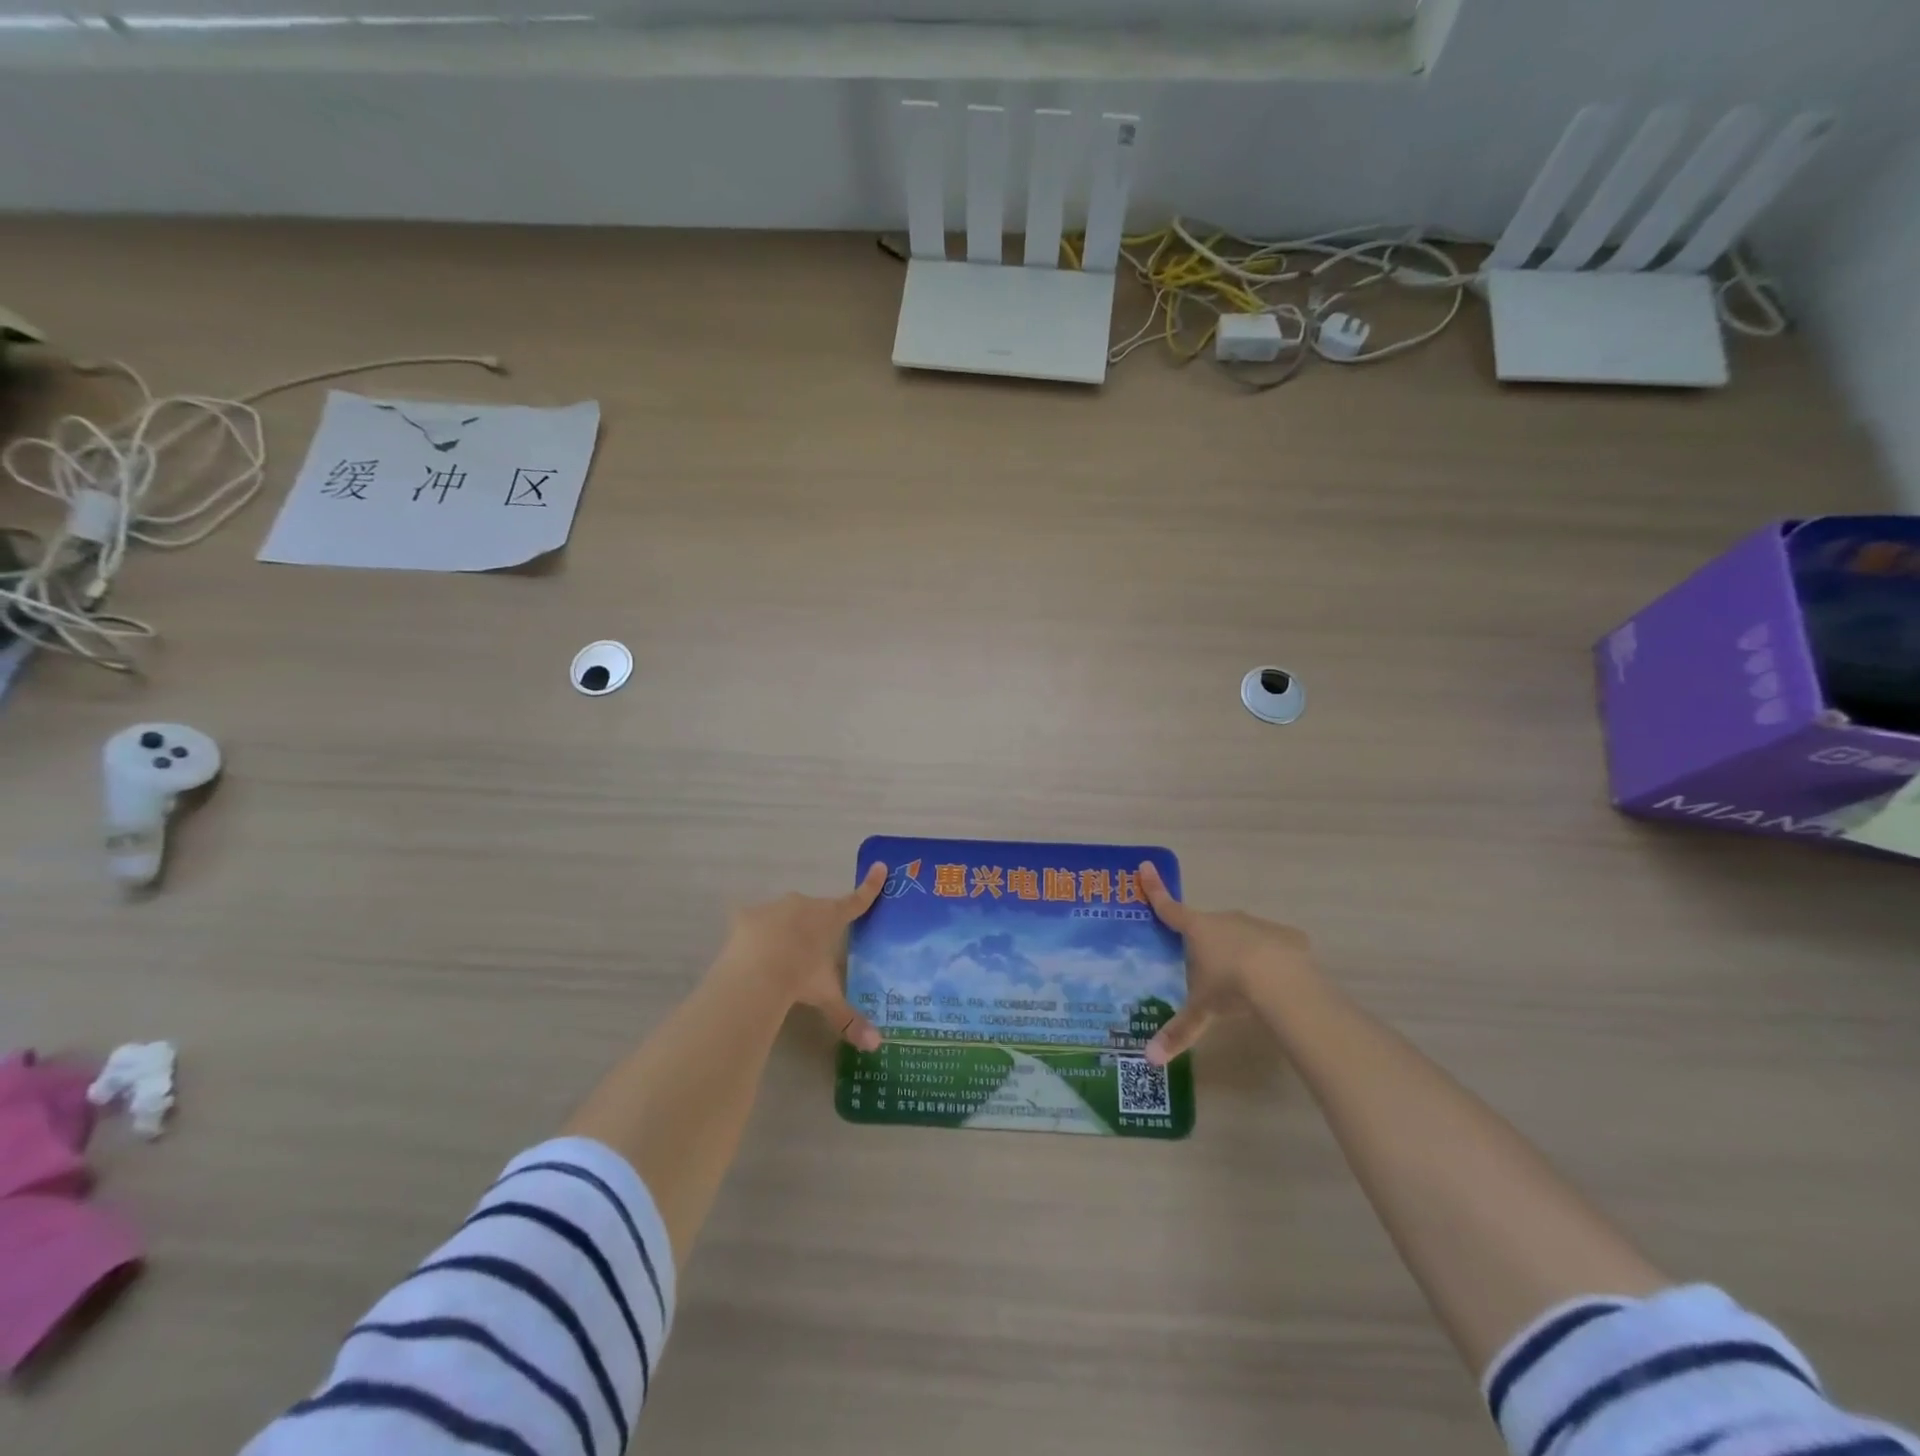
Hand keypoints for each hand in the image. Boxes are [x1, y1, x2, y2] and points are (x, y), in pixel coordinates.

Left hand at [717, 863, 887, 1050]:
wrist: (756, 972)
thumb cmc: (801, 978)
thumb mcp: (827, 997)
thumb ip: (849, 1019)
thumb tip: (876, 1046)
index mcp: (830, 918)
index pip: (856, 901)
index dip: (870, 886)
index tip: (880, 866)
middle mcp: (805, 905)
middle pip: (814, 910)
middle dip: (813, 925)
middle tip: (808, 952)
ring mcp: (775, 907)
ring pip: (784, 915)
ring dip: (784, 930)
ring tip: (777, 959)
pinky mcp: (747, 915)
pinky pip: (754, 923)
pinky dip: (754, 935)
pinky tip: (750, 956)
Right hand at [1136, 860, 1315, 1065]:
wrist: (1283, 981)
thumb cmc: (1230, 986)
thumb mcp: (1202, 1010)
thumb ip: (1178, 1031)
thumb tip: (1149, 1060)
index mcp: (1197, 929)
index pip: (1168, 907)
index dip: (1155, 889)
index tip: (1145, 867)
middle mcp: (1224, 919)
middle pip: (1208, 926)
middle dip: (1206, 941)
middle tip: (1207, 966)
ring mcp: (1256, 924)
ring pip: (1241, 934)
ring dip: (1239, 950)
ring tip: (1244, 980)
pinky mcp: (1286, 935)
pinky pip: (1272, 944)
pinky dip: (1270, 958)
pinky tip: (1275, 981)